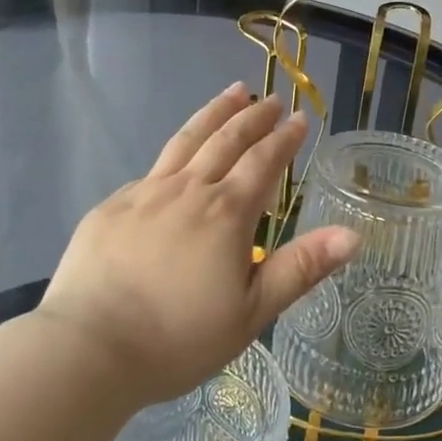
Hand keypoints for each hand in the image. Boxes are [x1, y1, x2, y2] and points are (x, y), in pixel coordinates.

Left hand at [37, 85, 357, 404]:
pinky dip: (174, 153)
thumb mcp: (251, 312)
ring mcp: (145, 193)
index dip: (284, 139)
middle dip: (253, 116)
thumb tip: (353, 234)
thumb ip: (301, 268)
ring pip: (186, 140)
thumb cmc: (178, 338)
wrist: (88, 348)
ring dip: (214, 114)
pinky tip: (176, 158)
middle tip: (271, 99)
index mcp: (226, 213)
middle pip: (226, 140)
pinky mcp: (112, 206)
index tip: (300, 117)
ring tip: (232, 92)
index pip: (263, 162)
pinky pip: (152, 170)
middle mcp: (188, 190)